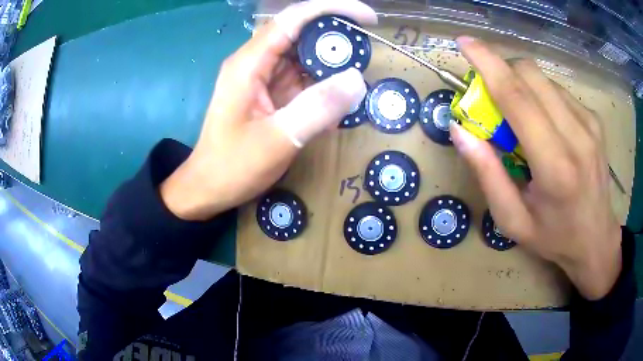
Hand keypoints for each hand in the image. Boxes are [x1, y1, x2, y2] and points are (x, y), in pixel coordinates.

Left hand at [160, 0, 376, 220]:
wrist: (207, 188)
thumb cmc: (232, 167)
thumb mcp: (277, 140)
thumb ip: (317, 109)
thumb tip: (357, 79)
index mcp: (250, 63)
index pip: (294, 18)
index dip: (333, 9)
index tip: (368, 19)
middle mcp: (255, 62)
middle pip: (300, 33)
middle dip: (336, 39)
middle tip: (367, 56)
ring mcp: (261, 77)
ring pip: (303, 56)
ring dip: (331, 64)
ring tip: (357, 80)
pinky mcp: (268, 93)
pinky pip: (300, 78)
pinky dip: (321, 85)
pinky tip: (337, 102)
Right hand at [450, 37, 621, 299]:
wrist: (596, 240)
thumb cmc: (554, 237)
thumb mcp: (512, 220)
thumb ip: (487, 174)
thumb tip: (460, 130)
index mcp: (555, 166)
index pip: (518, 97)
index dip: (488, 63)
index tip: (464, 43)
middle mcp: (577, 135)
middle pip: (531, 74)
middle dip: (503, 72)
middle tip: (493, 98)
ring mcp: (589, 123)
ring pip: (544, 78)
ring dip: (522, 85)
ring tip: (522, 119)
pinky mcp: (594, 119)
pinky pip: (558, 90)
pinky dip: (541, 96)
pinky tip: (545, 124)